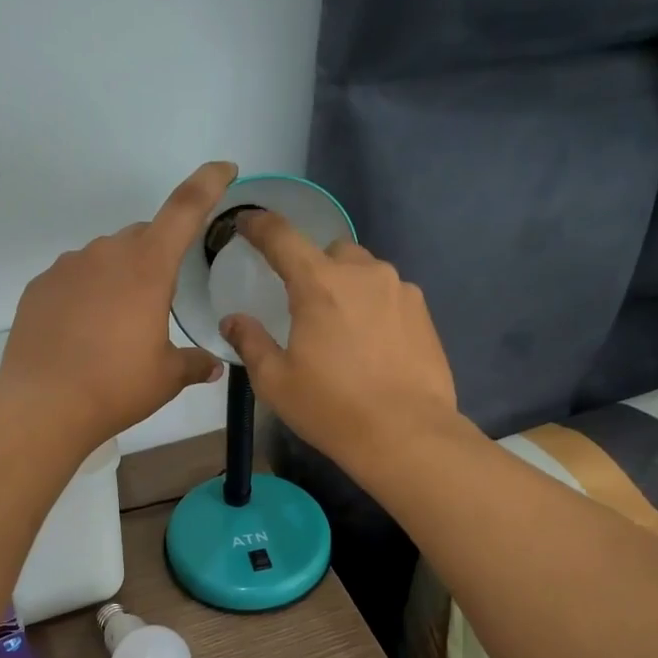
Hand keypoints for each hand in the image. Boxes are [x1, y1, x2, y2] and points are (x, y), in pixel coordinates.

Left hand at [0, 162, 232, 445]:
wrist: (43, 404)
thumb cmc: (116, 386)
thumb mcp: (166, 377)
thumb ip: (194, 363)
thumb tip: (213, 365)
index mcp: (147, 267)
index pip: (185, 209)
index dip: (208, 183)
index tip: (224, 169)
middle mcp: (106, 254)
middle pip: (142, 236)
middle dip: (157, 257)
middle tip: (160, 301)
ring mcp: (67, 267)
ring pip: (105, 258)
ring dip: (119, 277)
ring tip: (117, 325)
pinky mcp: (39, 286)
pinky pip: (74, 278)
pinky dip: (87, 294)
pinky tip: (84, 332)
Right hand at [219, 211, 458, 471]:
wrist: (406, 434)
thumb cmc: (331, 408)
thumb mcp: (276, 382)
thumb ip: (250, 342)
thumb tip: (233, 319)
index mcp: (319, 284)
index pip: (281, 237)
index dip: (259, 225)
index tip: (246, 223)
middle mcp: (363, 273)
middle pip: (330, 252)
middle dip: (314, 268)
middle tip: (305, 306)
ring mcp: (400, 290)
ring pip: (365, 272)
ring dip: (348, 288)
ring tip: (343, 330)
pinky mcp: (423, 312)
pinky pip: (390, 295)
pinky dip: (375, 307)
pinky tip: (373, 345)